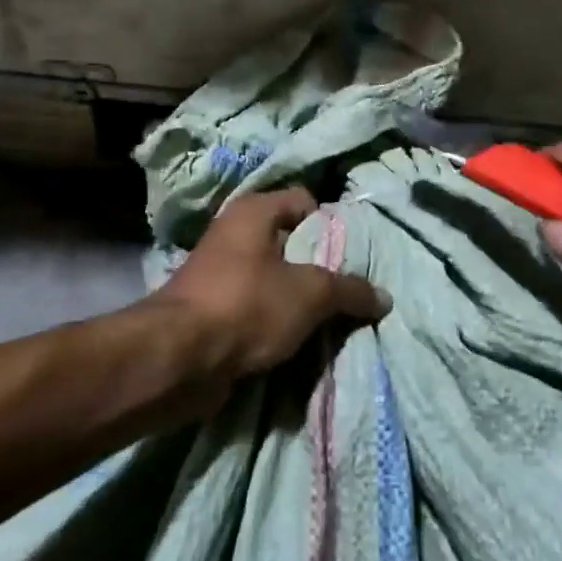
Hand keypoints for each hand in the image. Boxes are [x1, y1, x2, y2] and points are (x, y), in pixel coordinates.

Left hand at [152, 188, 386, 381]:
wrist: (178, 359)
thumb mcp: (310, 294)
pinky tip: (299, 340)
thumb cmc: (246, 305)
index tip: (354, 254)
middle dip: (320, 267)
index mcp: (253, 211)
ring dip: (298, 299)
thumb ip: (349, 290)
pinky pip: (256, 308)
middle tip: (350, 290)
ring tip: (332, 320)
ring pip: (274, 279)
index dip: (332, 224)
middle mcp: (233, 233)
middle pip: (291, 242)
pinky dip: (276, 321)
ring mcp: (220, 272)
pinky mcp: (212, 309)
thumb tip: (383, 297)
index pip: (305, 201)